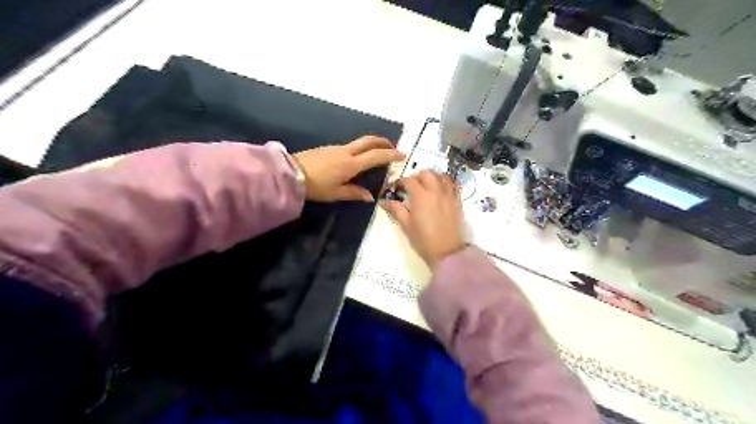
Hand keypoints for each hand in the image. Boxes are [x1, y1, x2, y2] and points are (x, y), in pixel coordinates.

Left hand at [292, 135, 404, 200]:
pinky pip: (350, 146)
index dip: (391, 155)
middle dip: (383, 142)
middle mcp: (346, 152)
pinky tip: (357, 160)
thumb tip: (370, 196)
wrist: (290, 173)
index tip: (403, 155)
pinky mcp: (329, 148)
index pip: (376, 156)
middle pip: (369, 141)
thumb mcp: (336, 193)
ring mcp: (337, 148)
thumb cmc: (315, 186)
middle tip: (393, 148)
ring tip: (377, 155)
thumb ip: (354, 193)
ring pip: (359, 143)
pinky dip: (360, 150)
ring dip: (371, 145)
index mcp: (351, 164)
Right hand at [381, 171, 464, 269]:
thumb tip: (383, 201)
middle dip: (418, 177)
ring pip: (442, 176)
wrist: (447, 251)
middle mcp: (435, 191)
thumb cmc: (423, 239)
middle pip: (427, 173)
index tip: (396, 188)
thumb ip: (396, 209)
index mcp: (420, 196)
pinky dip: (445, 184)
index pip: (409, 180)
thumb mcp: (406, 225)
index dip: (400, 182)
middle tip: (412, 187)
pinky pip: (453, 185)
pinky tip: (440, 192)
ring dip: (433, 178)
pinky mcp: (457, 201)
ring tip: (428, 187)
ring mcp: (448, 195)